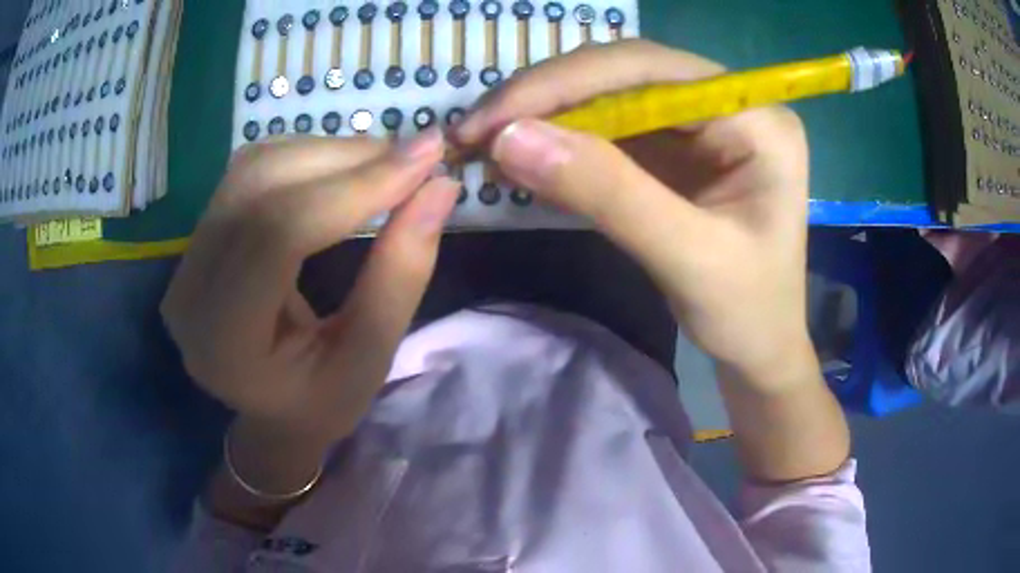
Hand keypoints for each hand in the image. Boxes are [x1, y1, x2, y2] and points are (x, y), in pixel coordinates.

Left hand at [161, 130, 458, 449]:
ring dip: (328, 151)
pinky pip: (251, 170)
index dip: (354, 188)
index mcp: (223, 341)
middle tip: (416, 156)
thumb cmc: (321, 401)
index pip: (278, 234)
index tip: (427, 162)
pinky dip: (307, 156)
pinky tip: (345, 170)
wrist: (271, 408)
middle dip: (345, 160)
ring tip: (387, 163)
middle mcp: (189, 288)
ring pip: (255, 166)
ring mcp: (187, 256)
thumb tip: (440, 187)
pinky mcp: (200, 235)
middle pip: (260, 186)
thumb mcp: (371, 358)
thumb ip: (401, 274)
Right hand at [456, 40, 811, 389]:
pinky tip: (525, 159)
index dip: (565, 82)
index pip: (652, 71)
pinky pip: (611, 129)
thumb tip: (510, 139)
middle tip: (478, 130)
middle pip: (626, 75)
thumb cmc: (747, 313)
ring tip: (488, 144)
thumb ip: (607, 193)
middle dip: (548, 98)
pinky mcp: (678, 147)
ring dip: (548, 118)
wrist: (760, 347)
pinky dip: (564, 143)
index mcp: (757, 119)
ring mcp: (702, 123)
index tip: (493, 117)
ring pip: (610, 97)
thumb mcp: (688, 258)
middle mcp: (730, 104)